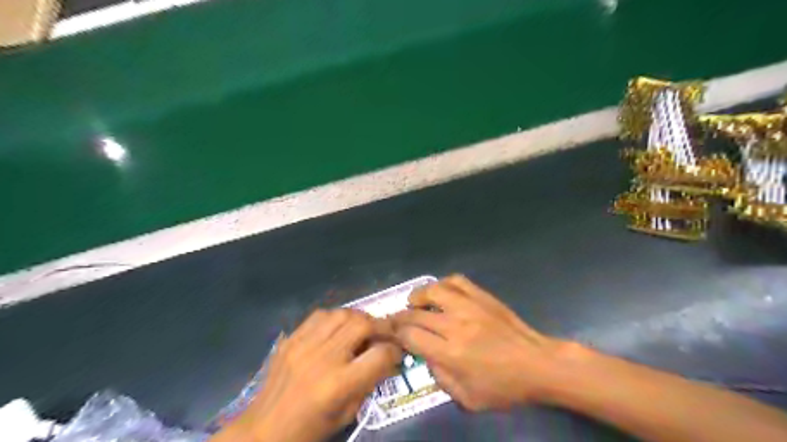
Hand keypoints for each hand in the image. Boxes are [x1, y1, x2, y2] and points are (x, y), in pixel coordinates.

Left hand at [213, 308, 399, 441]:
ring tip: (363, 328)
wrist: (264, 430)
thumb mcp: (347, 413)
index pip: (380, 354)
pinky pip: (320, 315)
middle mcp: (322, 358)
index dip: (394, 350)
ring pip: (342, 313)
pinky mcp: (291, 338)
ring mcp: (303, 344)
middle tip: (384, 334)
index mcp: (338, 384)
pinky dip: (335, 317)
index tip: (396, 351)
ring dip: (358, 318)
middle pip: (362, 324)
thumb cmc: (310, 429)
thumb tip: (387, 356)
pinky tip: (337, 329)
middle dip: (380, 326)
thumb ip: (370, 381)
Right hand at [389, 275, 576, 411]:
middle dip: (400, 317)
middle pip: (416, 314)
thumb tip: (425, 355)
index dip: (396, 334)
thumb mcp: (467, 398)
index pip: (410, 336)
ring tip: (414, 302)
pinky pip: (456, 281)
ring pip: (433, 290)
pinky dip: (443, 284)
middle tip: (396, 320)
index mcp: (451, 353)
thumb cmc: (503, 387)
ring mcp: (469, 306)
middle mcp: (456, 325)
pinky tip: (440, 293)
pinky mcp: (482, 296)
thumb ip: (439, 377)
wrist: (537, 364)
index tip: (393, 335)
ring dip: (418, 295)